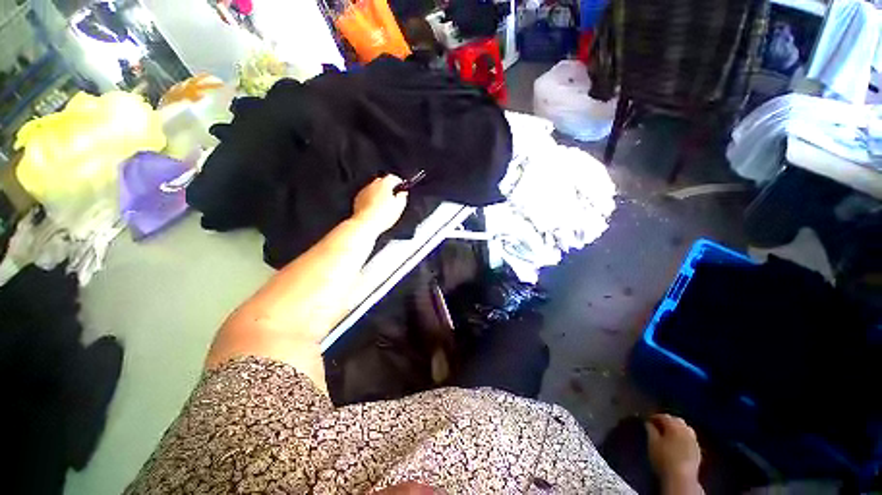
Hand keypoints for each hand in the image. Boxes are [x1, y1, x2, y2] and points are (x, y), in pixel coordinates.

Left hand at [351, 175, 407, 235]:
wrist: (365, 224)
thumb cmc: (382, 216)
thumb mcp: (399, 207)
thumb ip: (402, 197)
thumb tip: (402, 194)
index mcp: (385, 184)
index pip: (393, 177)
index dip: (398, 182)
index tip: (401, 187)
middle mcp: (373, 184)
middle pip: (382, 181)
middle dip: (388, 187)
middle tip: (393, 196)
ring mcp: (364, 191)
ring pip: (374, 188)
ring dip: (379, 193)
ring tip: (384, 204)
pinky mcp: (358, 199)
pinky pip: (367, 196)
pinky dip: (371, 199)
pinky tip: (375, 207)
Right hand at [646, 414, 702, 493]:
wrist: (681, 478)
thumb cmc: (663, 458)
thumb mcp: (652, 443)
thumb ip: (650, 430)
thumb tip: (648, 423)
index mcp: (674, 426)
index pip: (663, 416)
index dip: (654, 416)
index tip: (648, 420)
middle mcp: (686, 430)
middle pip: (677, 420)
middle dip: (668, 421)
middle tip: (658, 426)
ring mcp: (694, 441)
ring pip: (685, 429)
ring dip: (677, 429)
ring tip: (668, 435)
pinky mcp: (698, 451)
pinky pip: (690, 439)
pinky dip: (683, 438)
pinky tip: (678, 444)